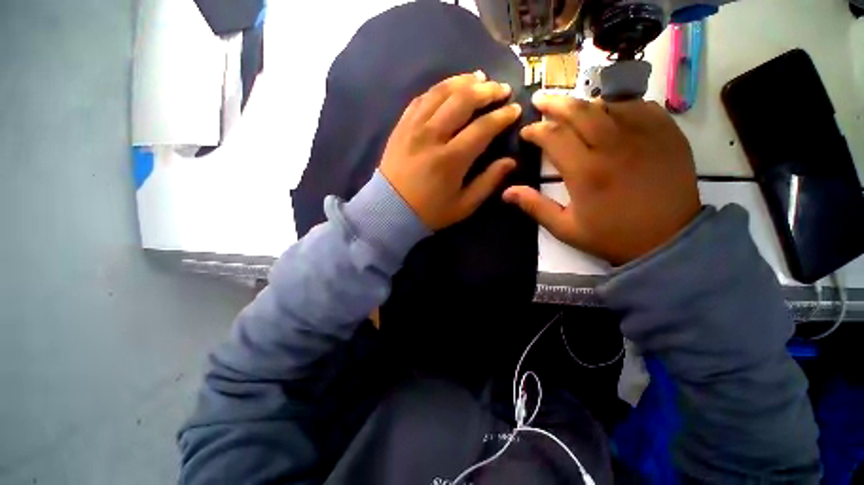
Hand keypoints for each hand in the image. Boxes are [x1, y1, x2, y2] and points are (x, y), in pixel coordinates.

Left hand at [379, 71, 521, 229]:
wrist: (390, 210)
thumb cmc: (429, 211)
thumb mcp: (463, 206)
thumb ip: (488, 182)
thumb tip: (510, 162)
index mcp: (451, 160)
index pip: (482, 128)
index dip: (502, 116)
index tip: (515, 110)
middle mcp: (432, 137)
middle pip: (462, 101)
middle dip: (486, 91)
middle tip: (501, 88)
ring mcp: (413, 128)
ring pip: (440, 93)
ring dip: (463, 81)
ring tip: (479, 78)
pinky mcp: (401, 127)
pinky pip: (420, 99)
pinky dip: (438, 89)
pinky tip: (449, 88)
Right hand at [504, 95, 700, 264]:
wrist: (668, 239)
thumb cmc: (611, 235)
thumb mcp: (565, 228)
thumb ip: (534, 206)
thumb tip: (506, 192)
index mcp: (585, 172)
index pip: (554, 136)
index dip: (535, 130)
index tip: (526, 131)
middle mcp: (613, 146)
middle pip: (579, 111)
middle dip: (554, 103)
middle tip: (540, 100)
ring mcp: (644, 135)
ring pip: (607, 104)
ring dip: (584, 104)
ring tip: (571, 109)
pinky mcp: (667, 133)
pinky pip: (639, 105)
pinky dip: (618, 105)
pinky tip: (610, 112)